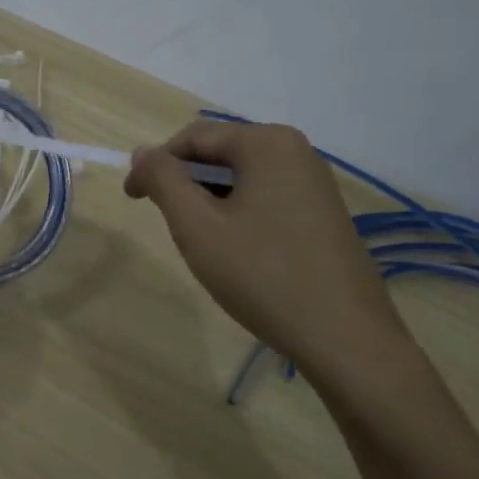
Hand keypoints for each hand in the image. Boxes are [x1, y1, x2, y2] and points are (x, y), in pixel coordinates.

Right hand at [124, 120, 415, 391]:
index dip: (155, 165)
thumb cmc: (263, 275)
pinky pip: (268, 197)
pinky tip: (239, 254)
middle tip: (169, 226)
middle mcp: (297, 150)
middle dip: (186, 183)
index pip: (193, 138)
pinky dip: (240, 214)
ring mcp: (317, 182)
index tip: (132, 199)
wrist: (346, 340)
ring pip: (243, 178)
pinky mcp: (325, 213)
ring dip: (212, 201)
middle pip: (220, 154)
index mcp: (267, 142)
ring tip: (203, 244)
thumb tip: (142, 153)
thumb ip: (164, 180)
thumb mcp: (197, 226)